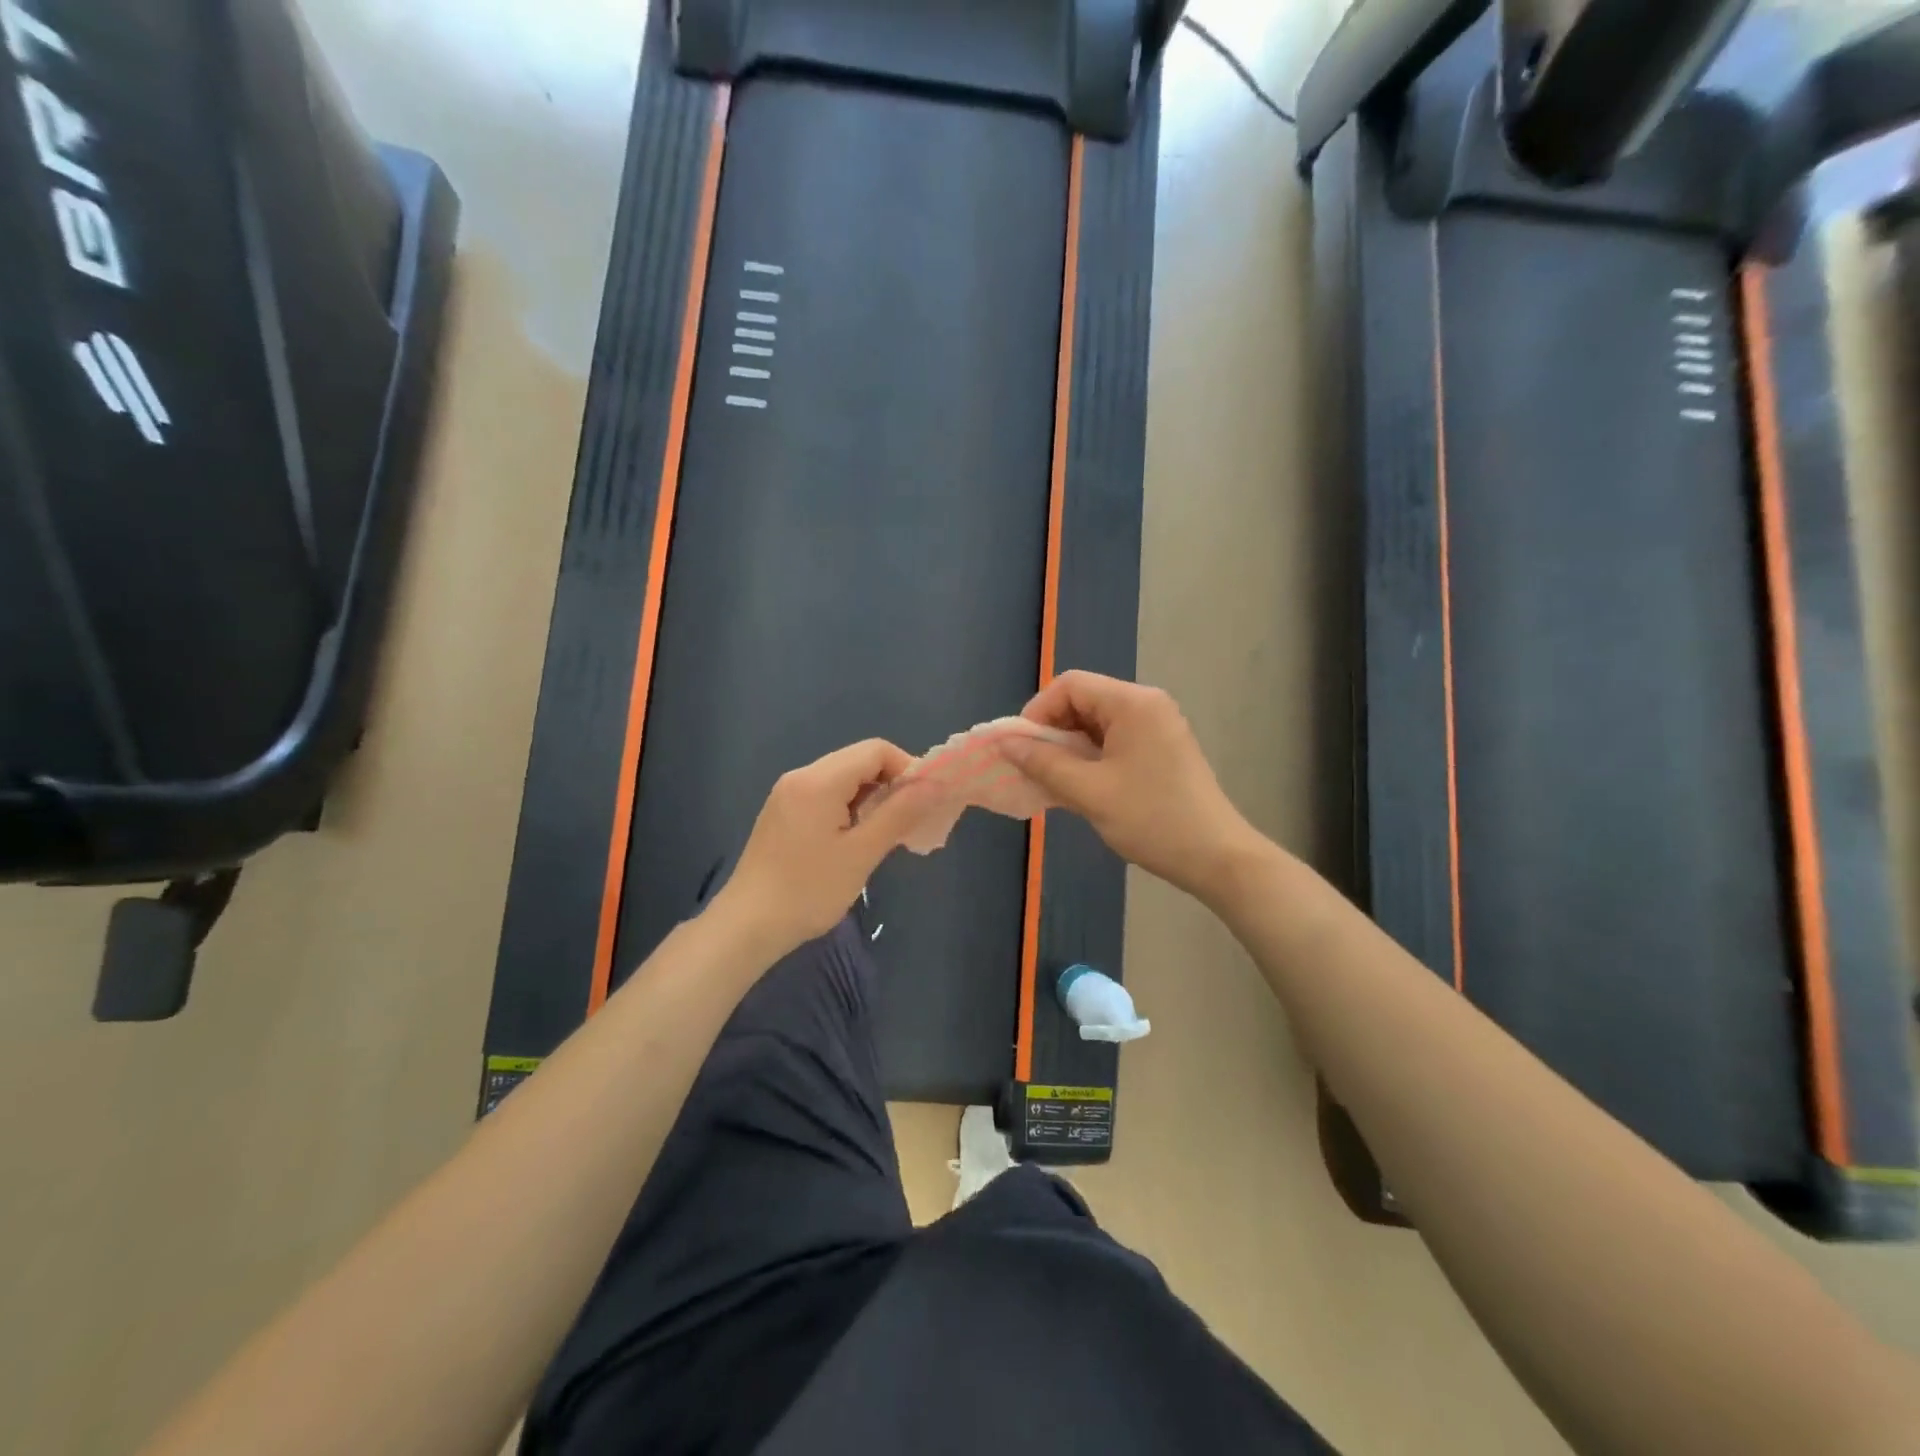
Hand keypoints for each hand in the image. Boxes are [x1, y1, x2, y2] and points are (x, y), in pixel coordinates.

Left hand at [713, 739, 928, 958]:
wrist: (747, 926)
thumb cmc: (809, 890)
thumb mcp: (862, 853)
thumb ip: (900, 813)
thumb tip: (936, 784)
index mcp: (819, 780)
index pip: (876, 750)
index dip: (908, 768)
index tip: (926, 801)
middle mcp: (801, 776)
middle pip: (859, 761)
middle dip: (892, 783)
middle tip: (912, 820)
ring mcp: (787, 794)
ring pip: (843, 779)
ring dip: (872, 797)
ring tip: (888, 833)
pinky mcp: (782, 813)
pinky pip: (826, 795)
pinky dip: (850, 807)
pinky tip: (857, 839)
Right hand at [1004, 671, 1260, 902]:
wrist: (1217, 857)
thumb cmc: (1152, 819)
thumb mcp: (1089, 792)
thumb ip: (1043, 763)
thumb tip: (1005, 743)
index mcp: (1132, 703)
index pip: (1070, 685)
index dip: (1038, 711)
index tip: (1021, 749)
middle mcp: (1146, 704)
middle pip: (1084, 700)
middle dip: (1052, 731)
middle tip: (1033, 768)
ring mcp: (1158, 726)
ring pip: (1097, 723)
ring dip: (1069, 747)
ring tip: (1052, 781)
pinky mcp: (1162, 749)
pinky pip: (1114, 741)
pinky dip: (1090, 757)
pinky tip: (1079, 786)